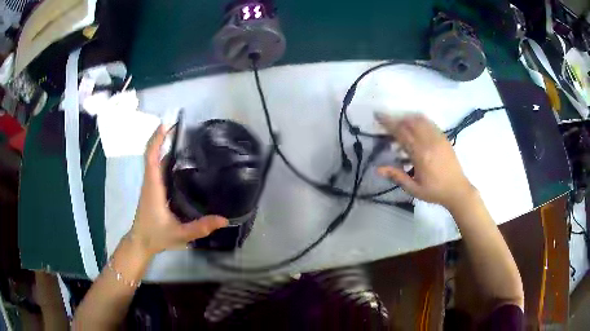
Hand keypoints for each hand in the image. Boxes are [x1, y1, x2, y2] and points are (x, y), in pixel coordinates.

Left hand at [130, 125, 227, 256]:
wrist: (141, 242)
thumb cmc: (156, 236)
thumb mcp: (179, 234)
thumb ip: (200, 227)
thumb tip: (224, 219)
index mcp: (153, 187)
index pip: (151, 157)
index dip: (157, 139)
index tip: (167, 125)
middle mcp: (150, 182)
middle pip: (152, 153)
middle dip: (163, 137)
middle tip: (182, 128)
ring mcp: (150, 185)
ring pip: (154, 160)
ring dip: (164, 146)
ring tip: (183, 139)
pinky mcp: (153, 190)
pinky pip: (157, 168)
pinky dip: (164, 158)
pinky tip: (180, 161)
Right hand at [375, 113, 474, 209]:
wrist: (457, 190)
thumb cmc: (434, 191)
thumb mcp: (413, 188)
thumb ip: (396, 176)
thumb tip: (378, 169)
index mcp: (420, 154)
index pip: (401, 133)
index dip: (388, 123)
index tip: (378, 115)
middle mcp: (429, 142)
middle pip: (410, 122)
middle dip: (397, 119)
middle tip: (388, 124)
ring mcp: (438, 138)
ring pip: (420, 120)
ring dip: (408, 119)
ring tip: (401, 124)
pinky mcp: (444, 138)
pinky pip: (430, 123)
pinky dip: (420, 120)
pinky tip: (416, 127)